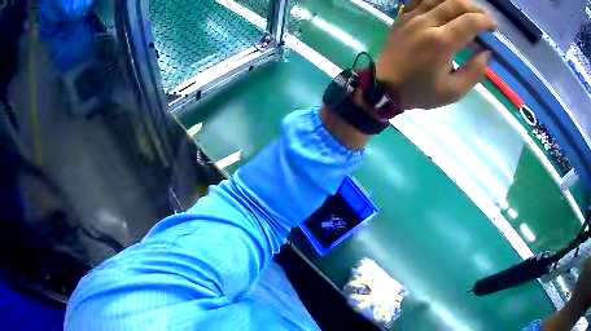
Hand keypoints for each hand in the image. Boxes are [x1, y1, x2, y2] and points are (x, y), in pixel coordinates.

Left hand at [376, 0, 494, 109]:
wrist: (385, 85)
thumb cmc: (421, 91)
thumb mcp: (453, 91)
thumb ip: (474, 71)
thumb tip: (487, 53)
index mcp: (441, 42)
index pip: (469, 22)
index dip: (485, 21)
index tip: (494, 26)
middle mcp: (427, 23)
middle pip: (454, 4)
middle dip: (474, 7)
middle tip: (485, 16)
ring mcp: (412, 16)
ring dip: (456, 0)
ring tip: (469, 7)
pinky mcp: (403, 16)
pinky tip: (444, 2)